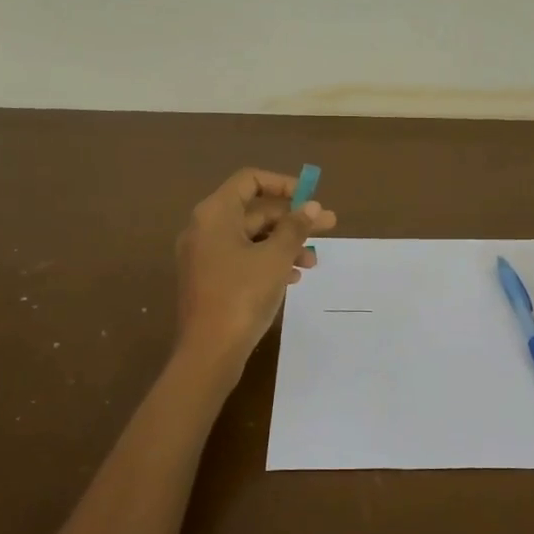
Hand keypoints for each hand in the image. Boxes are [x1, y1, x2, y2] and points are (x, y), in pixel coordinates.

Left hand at [175, 169, 336, 364]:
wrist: (210, 352)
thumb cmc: (242, 296)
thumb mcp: (275, 258)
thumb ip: (295, 228)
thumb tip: (312, 207)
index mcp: (215, 214)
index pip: (250, 180)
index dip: (283, 184)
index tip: (310, 199)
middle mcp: (205, 229)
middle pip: (254, 211)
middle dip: (292, 220)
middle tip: (328, 227)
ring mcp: (204, 256)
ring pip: (251, 238)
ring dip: (284, 244)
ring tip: (312, 262)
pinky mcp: (209, 280)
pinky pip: (242, 259)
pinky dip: (268, 262)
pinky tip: (292, 278)